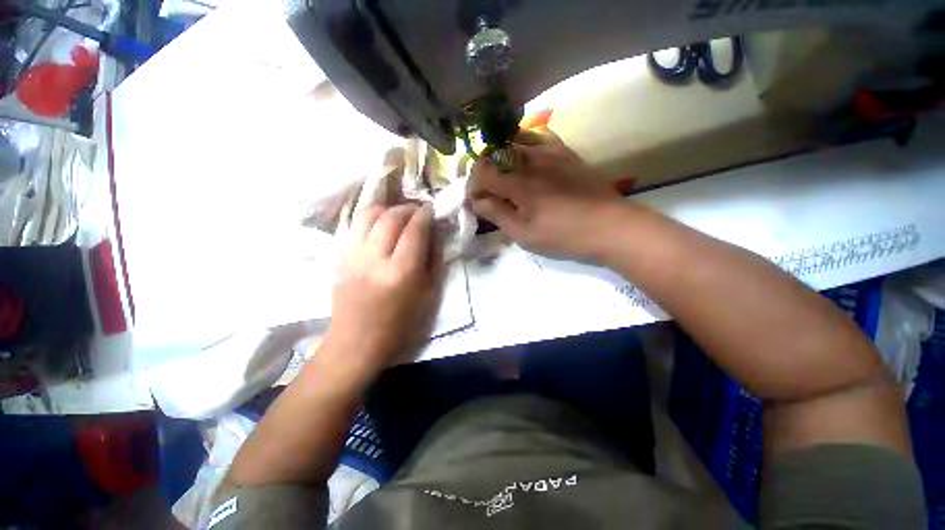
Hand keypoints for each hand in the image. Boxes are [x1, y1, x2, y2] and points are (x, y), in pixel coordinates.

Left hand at [327, 204, 442, 376]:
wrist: (358, 341)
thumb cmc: (401, 323)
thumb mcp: (429, 293)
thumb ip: (434, 258)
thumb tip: (436, 231)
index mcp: (402, 271)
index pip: (414, 229)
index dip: (424, 214)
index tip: (431, 209)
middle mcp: (375, 259)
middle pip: (391, 217)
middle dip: (407, 207)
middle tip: (417, 210)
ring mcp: (353, 256)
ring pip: (368, 215)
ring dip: (387, 208)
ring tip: (398, 213)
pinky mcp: (339, 257)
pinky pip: (353, 225)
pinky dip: (369, 216)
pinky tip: (379, 221)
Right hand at [468, 130, 625, 260]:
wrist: (610, 226)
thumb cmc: (564, 236)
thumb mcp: (525, 235)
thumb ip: (498, 215)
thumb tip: (477, 201)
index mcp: (519, 183)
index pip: (483, 172)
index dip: (473, 186)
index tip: (476, 201)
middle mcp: (531, 160)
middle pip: (495, 153)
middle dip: (484, 170)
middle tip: (487, 191)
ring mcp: (550, 152)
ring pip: (514, 140)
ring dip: (501, 156)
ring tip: (503, 173)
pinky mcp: (565, 152)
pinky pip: (539, 136)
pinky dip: (524, 142)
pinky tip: (525, 156)